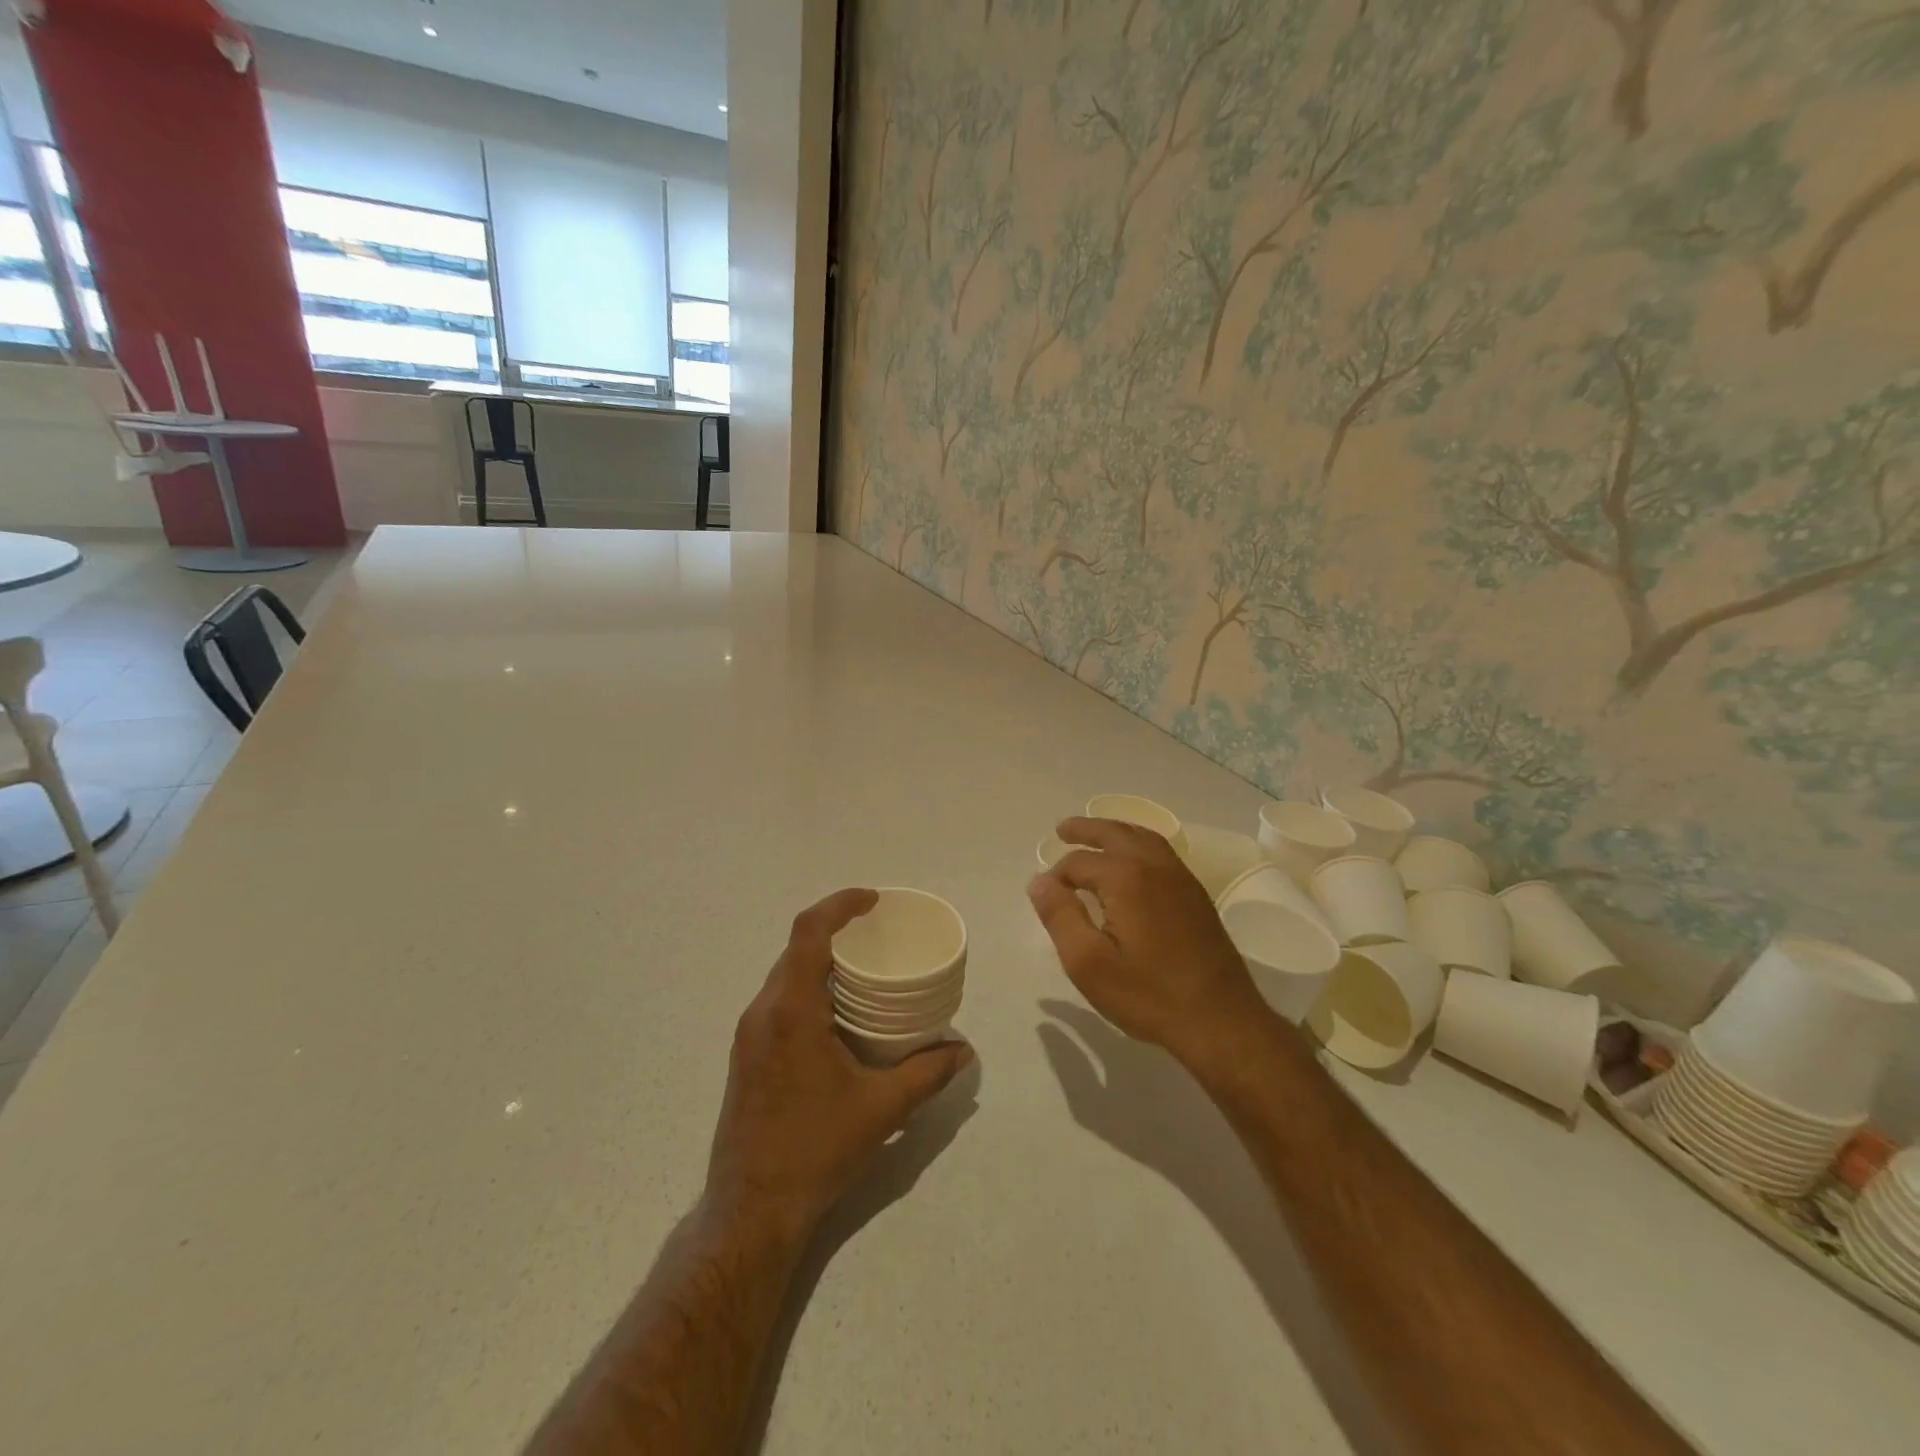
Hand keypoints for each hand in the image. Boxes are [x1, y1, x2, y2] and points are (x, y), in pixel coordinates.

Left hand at [706, 889, 973, 1237]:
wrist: (750, 1210)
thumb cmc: (816, 1149)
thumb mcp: (882, 1109)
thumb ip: (927, 1072)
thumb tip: (964, 1050)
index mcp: (792, 1010)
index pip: (808, 932)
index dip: (840, 904)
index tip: (873, 900)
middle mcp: (763, 1012)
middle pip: (796, 949)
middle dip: (834, 931)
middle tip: (876, 934)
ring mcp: (749, 1035)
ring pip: (784, 975)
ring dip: (820, 961)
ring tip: (862, 970)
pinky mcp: (746, 1055)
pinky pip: (778, 1000)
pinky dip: (808, 987)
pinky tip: (837, 1013)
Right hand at [1028, 818, 1266, 1065]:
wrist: (1220, 1020)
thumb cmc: (1148, 994)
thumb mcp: (1088, 963)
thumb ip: (1060, 916)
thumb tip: (1039, 881)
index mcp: (1125, 878)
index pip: (1079, 863)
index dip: (1056, 877)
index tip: (1046, 897)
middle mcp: (1154, 866)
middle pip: (1114, 833)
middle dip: (1086, 830)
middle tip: (1062, 829)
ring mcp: (1180, 878)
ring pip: (1142, 837)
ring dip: (1115, 832)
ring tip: (1095, 837)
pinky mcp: (1195, 894)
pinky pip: (1161, 851)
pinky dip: (1138, 843)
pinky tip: (1132, 861)